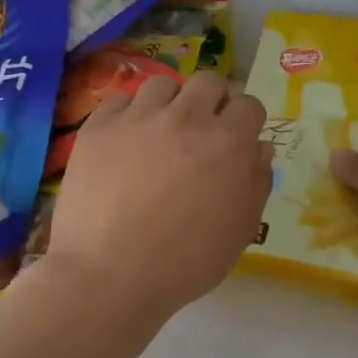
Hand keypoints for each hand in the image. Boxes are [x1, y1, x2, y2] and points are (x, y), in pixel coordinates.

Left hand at [47, 70, 272, 315]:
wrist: (108, 276)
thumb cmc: (185, 261)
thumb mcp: (241, 230)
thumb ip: (257, 182)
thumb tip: (259, 148)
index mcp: (227, 141)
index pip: (249, 104)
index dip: (246, 122)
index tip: (238, 140)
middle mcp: (185, 117)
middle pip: (208, 81)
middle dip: (213, 101)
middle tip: (202, 132)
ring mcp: (137, 118)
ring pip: (163, 84)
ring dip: (171, 103)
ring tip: (161, 132)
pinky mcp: (98, 127)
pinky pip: (120, 100)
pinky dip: (129, 114)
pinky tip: (126, 141)